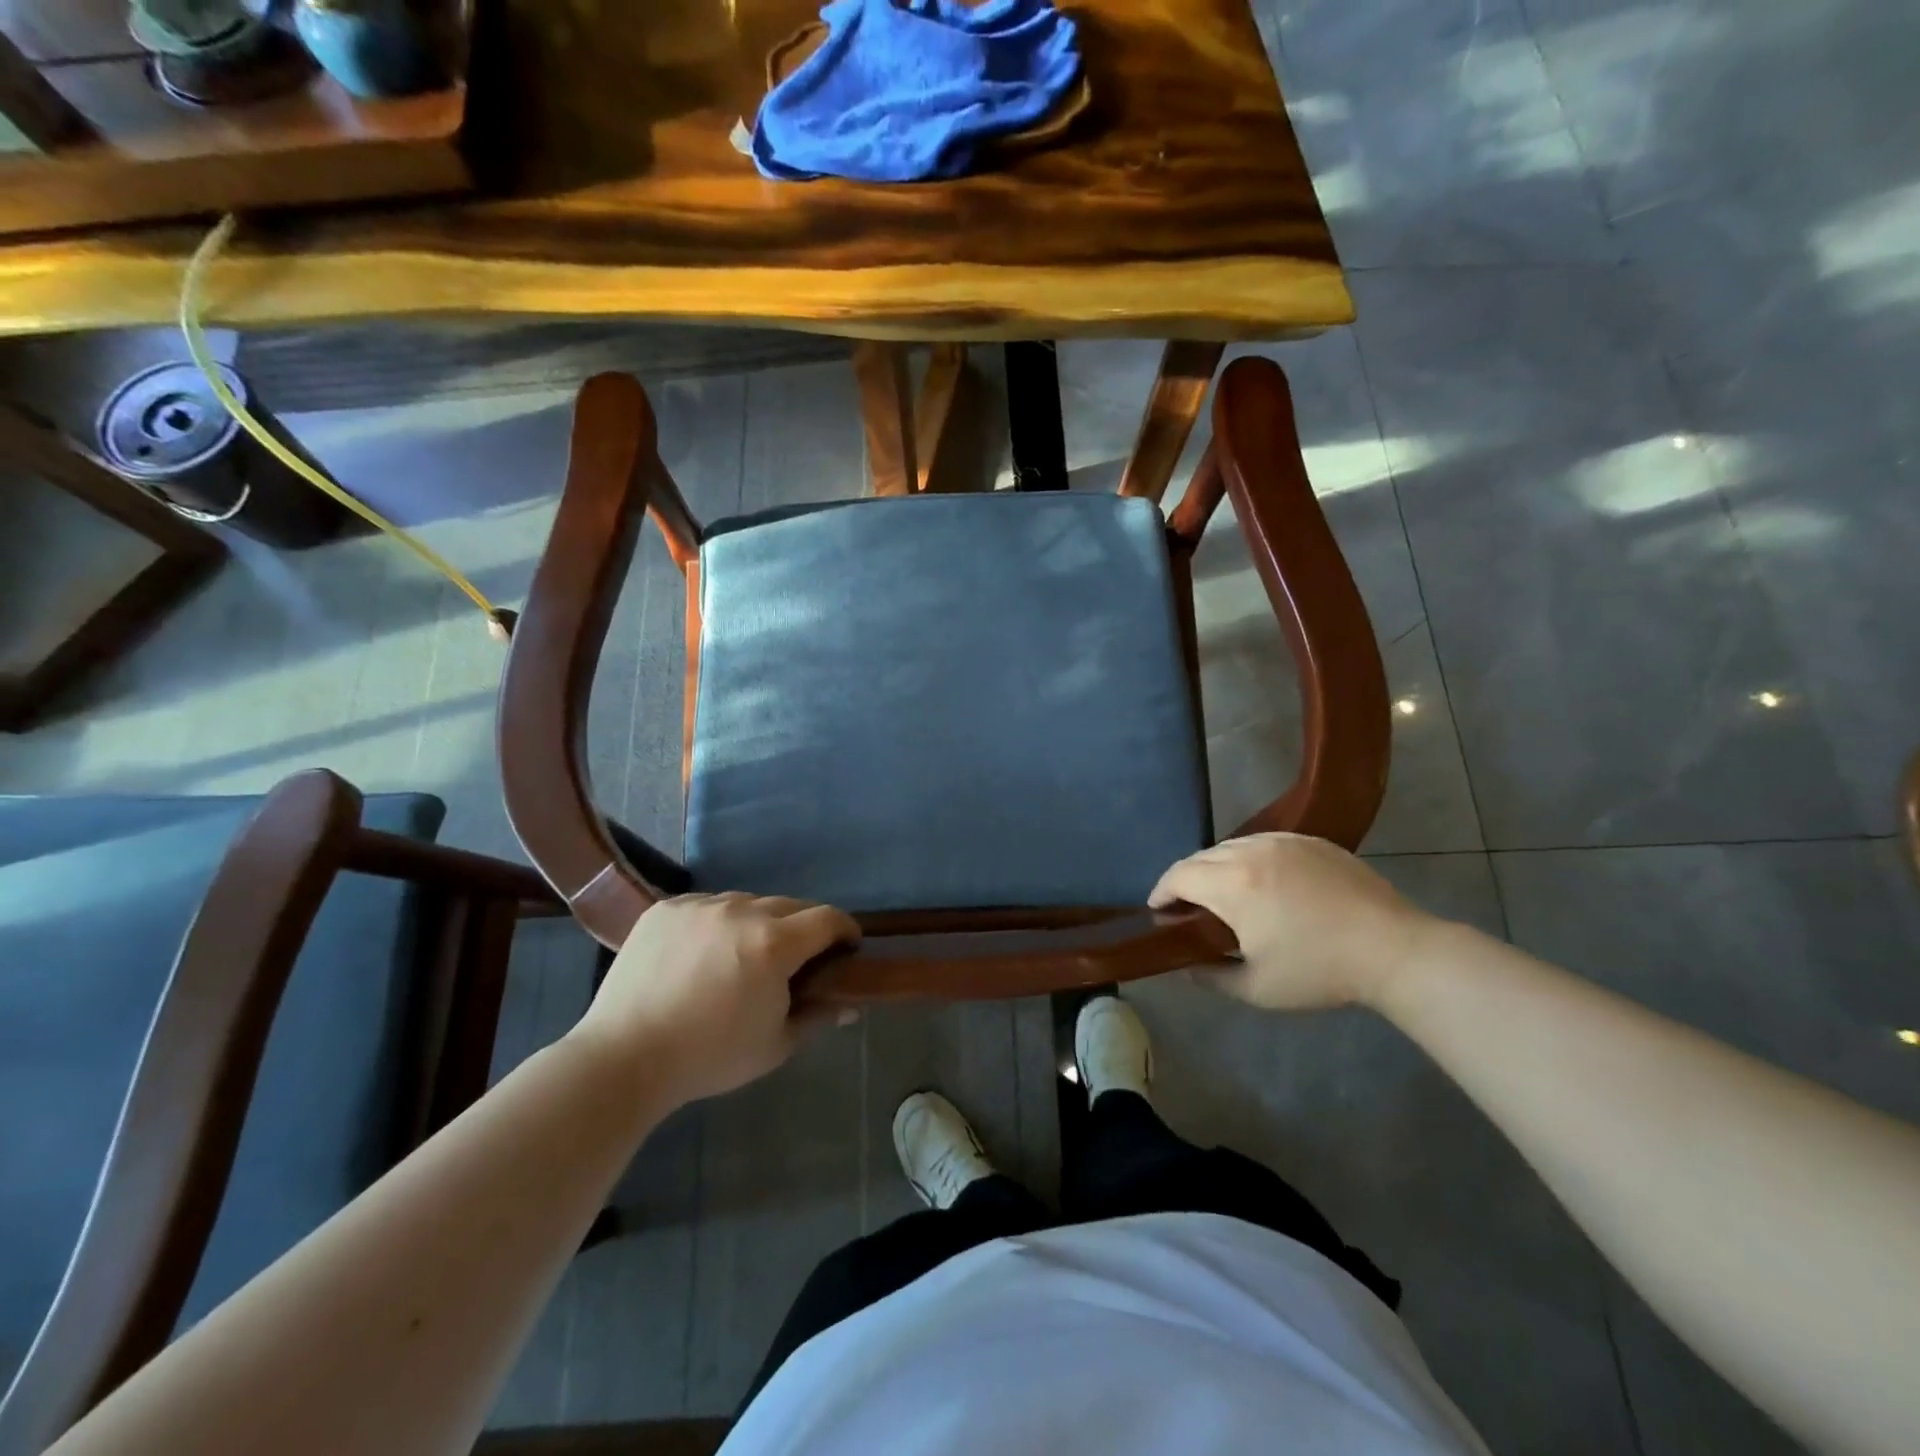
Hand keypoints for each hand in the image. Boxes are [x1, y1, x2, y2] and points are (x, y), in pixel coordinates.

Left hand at [568, 892, 859, 1104]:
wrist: (624, 1058)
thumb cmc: (709, 1057)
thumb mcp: (775, 1045)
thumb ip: (817, 1016)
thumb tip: (850, 1005)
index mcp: (774, 943)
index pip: (827, 918)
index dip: (845, 930)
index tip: (846, 947)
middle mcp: (741, 911)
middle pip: (790, 906)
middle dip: (803, 928)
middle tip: (796, 960)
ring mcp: (700, 905)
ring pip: (747, 902)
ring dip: (758, 923)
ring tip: (742, 956)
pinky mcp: (666, 908)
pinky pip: (707, 905)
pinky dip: (717, 923)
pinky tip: (703, 953)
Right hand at [1150, 834, 1437, 1010]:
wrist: (1394, 950)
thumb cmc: (1320, 971)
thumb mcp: (1257, 988)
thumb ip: (1210, 976)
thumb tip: (1185, 966)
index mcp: (1232, 884)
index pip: (1178, 875)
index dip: (1161, 892)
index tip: (1158, 911)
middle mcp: (1251, 851)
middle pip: (1201, 857)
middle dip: (1187, 880)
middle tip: (1189, 908)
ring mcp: (1283, 841)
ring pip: (1232, 846)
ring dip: (1217, 867)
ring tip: (1224, 894)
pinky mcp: (1311, 841)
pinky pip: (1264, 843)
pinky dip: (1249, 859)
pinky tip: (1263, 883)